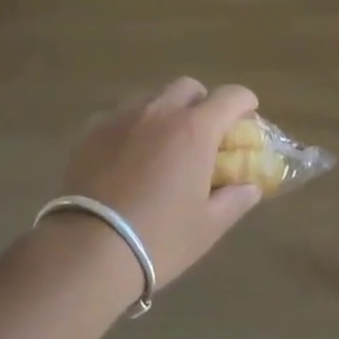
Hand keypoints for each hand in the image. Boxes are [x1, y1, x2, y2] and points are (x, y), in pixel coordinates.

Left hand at [63, 77, 262, 288]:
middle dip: (202, 102)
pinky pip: (120, 114)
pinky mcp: (91, 131)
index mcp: (195, 130)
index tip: (247, 118)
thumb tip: (251, 186)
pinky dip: (132, 126)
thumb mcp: (208, 227)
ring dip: (166, 111)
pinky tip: (127, 155)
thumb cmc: (159, 239)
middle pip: (189, 87)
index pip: (231, 96)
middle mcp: (160, 112)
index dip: (245, 103)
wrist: (87, 252)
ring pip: (152, 97)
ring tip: (163, 144)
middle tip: (203, 133)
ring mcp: (122, 117)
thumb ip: (235, 200)